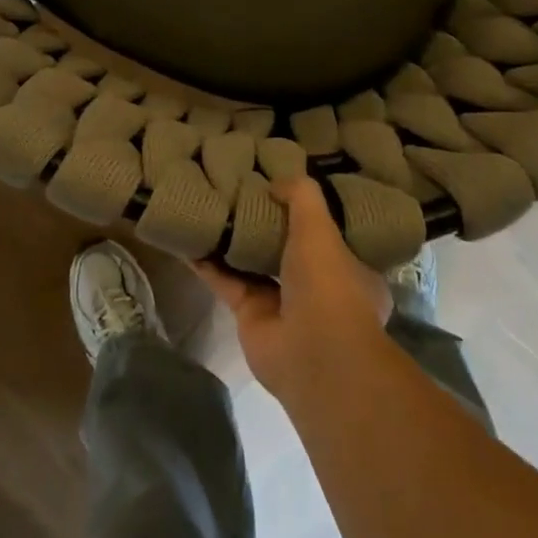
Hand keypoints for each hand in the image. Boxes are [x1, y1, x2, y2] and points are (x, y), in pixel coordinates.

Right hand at [195, 178, 391, 405]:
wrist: (313, 356)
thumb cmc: (329, 285)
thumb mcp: (321, 227)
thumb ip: (301, 196)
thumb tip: (276, 182)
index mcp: (349, 267)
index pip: (330, 232)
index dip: (308, 210)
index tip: (284, 185)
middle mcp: (318, 286)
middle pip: (287, 246)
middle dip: (266, 223)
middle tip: (240, 190)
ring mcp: (283, 303)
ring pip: (254, 263)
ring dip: (234, 240)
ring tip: (211, 205)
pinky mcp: (250, 315)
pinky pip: (226, 281)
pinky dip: (207, 263)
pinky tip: (188, 238)